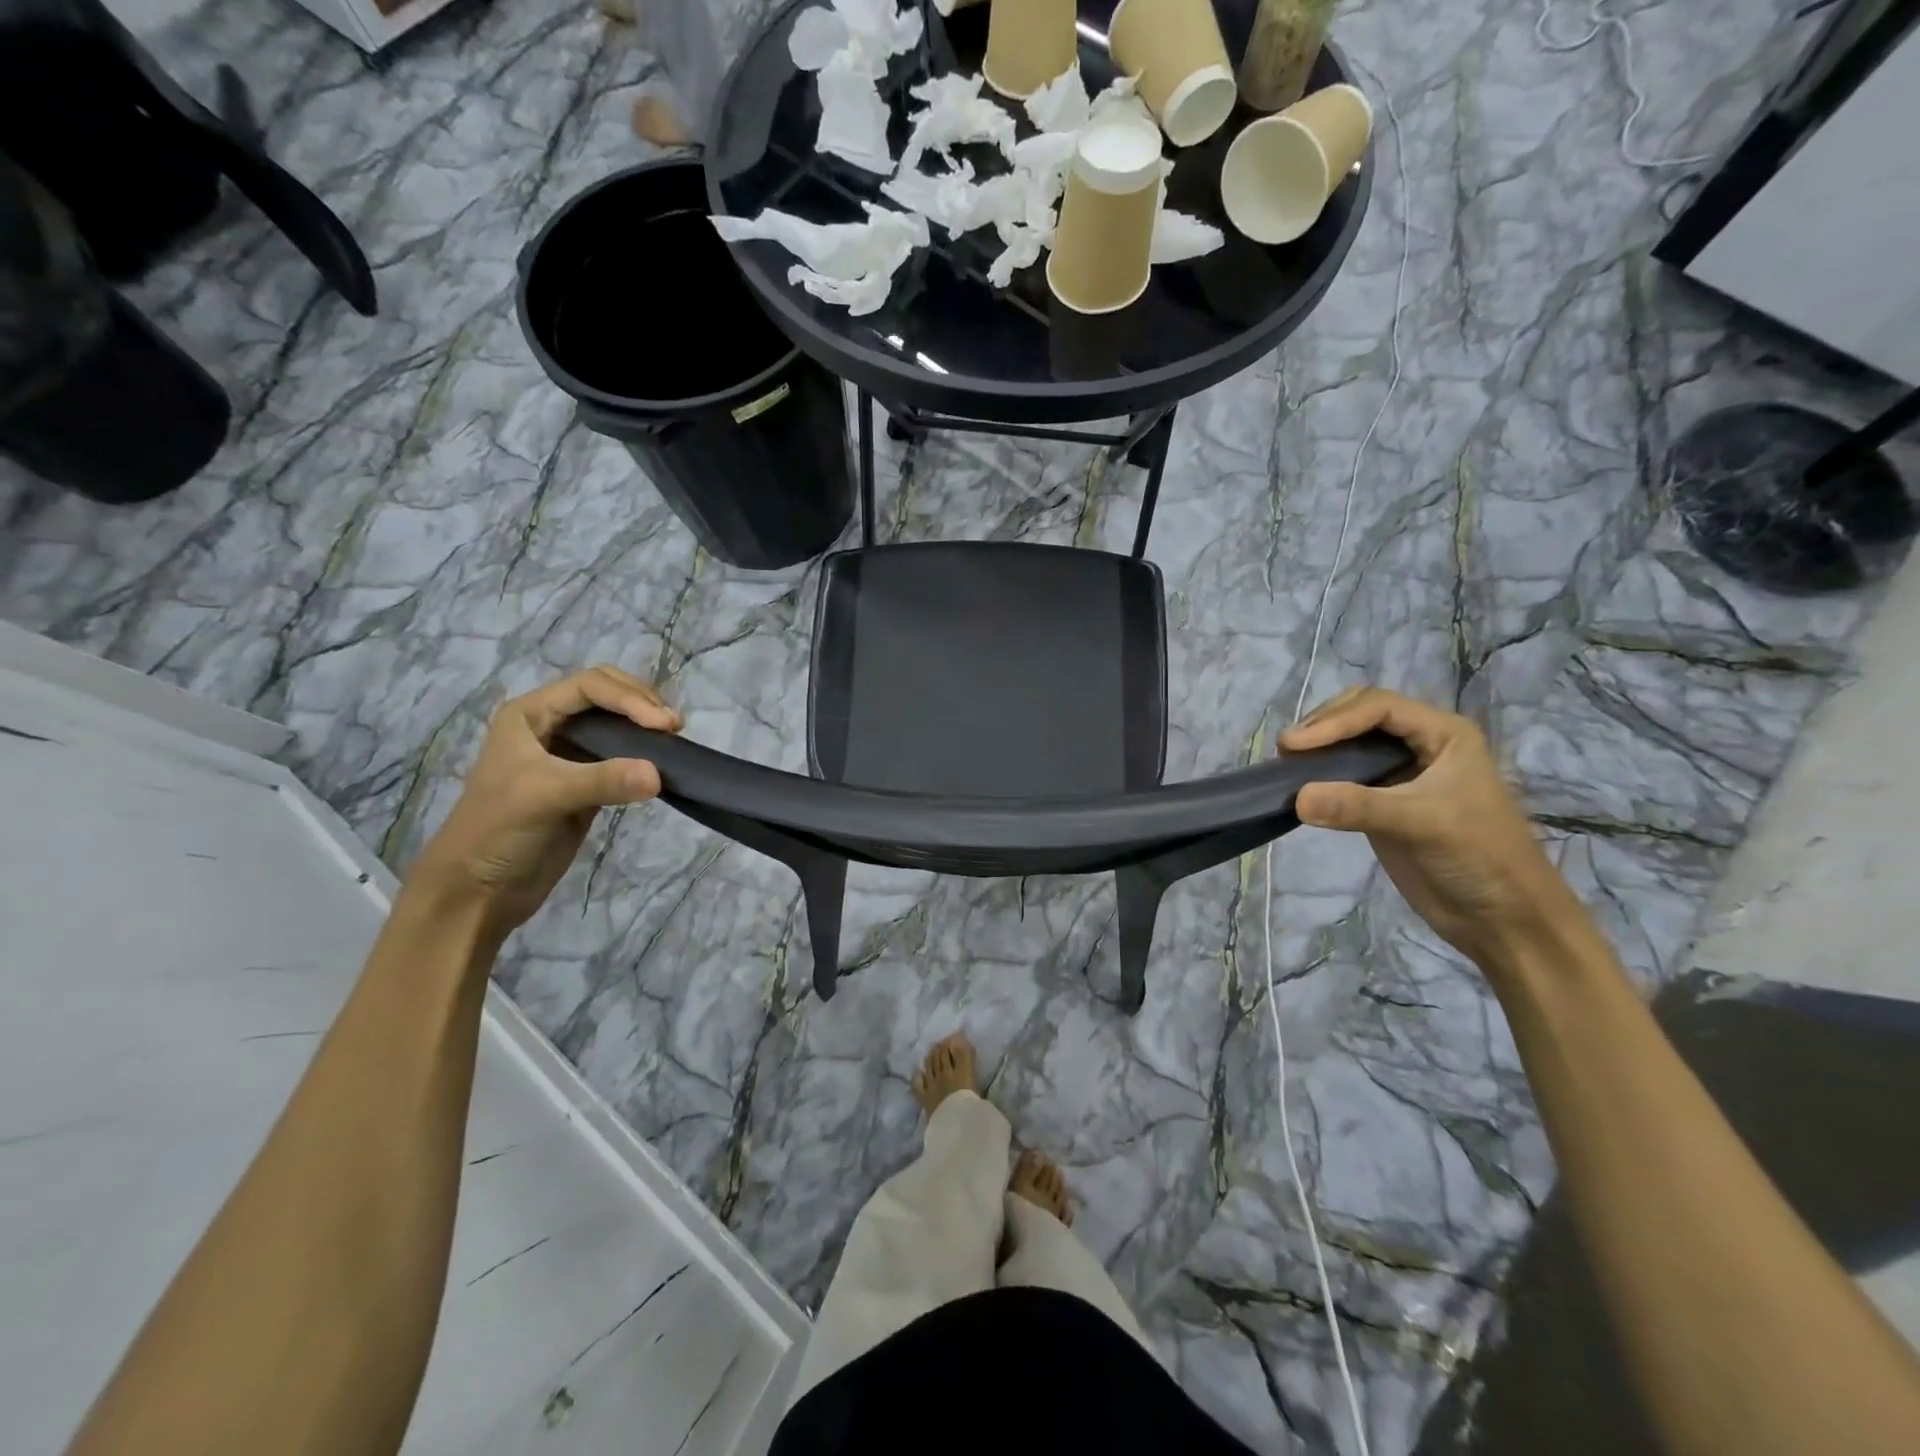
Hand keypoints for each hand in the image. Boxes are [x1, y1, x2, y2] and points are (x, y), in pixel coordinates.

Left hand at [407, 666, 680, 937]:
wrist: (478, 890)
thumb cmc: (496, 831)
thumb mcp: (544, 797)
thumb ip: (601, 781)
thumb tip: (658, 774)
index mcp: (530, 714)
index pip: (591, 686)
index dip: (630, 698)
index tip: (663, 725)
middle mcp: (552, 726)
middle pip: (607, 695)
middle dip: (642, 703)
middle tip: (673, 726)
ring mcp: (571, 755)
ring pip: (618, 724)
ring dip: (647, 727)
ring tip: (674, 740)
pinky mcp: (589, 784)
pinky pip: (624, 758)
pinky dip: (646, 756)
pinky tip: (663, 765)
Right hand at [1280, 687, 1592, 973]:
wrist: (1502, 917)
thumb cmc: (1478, 856)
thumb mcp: (1421, 823)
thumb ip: (1358, 806)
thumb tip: (1296, 798)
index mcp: (1443, 734)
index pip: (1378, 708)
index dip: (1334, 721)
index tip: (1295, 746)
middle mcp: (1421, 744)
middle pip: (1360, 715)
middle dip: (1323, 726)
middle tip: (1288, 750)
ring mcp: (1401, 774)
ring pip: (1350, 743)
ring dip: (1318, 749)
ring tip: (1287, 765)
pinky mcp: (1383, 802)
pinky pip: (1345, 776)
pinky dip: (1320, 777)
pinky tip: (1300, 787)